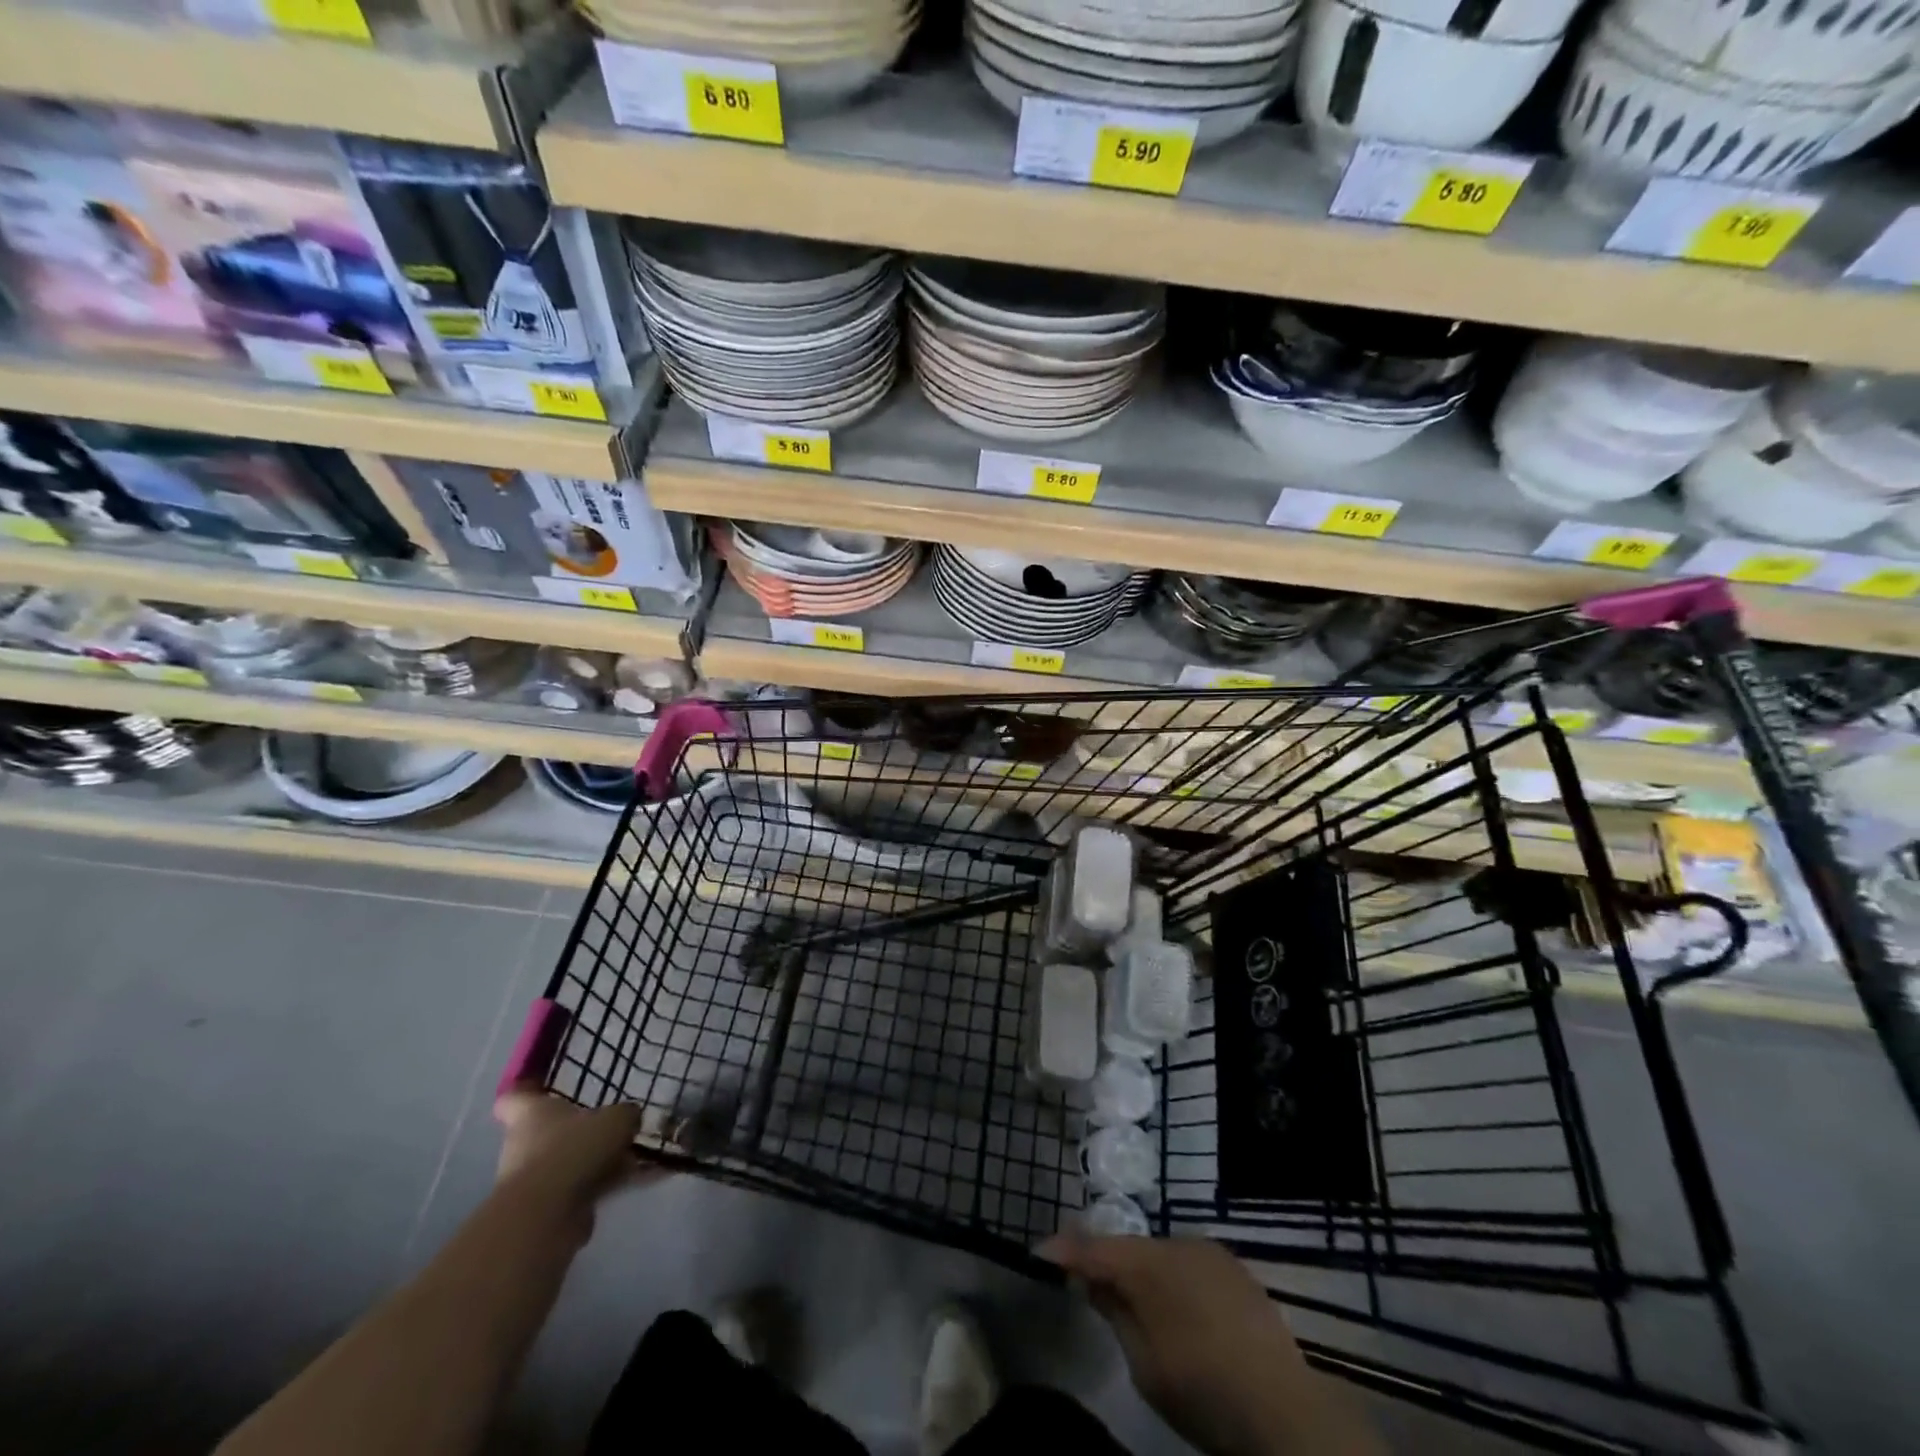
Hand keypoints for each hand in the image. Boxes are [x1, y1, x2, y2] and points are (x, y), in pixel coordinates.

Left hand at [492, 1090, 658, 1225]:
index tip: (546, 1087)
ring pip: (568, 1163)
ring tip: (634, 1157)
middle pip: (549, 1133)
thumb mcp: (616, 1119)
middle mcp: (523, 1145)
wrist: (547, 1216)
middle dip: (578, 1132)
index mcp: (531, 1114)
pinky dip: (606, 1186)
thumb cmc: (574, 1149)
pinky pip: (581, 1190)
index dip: (529, 1091)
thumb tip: (628, 1117)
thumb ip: (625, 1115)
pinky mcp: (545, 1210)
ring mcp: (532, 1181)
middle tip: (613, 1126)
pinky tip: (637, 1182)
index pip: (517, 1097)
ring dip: (595, 1162)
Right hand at [1042, 1234, 1380, 1455]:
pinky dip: (1172, 1278)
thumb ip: (1114, 1312)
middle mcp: (1176, 1243)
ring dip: (1141, 1270)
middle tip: (1084, 1280)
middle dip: (1106, 1261)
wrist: (1284, 1410)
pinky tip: (1175, 1306)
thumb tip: (1091, 1280)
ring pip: (1160, 1253)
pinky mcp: (1234, 1268)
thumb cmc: (1202, 1392)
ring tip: (1130, 1297)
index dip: (1064, 1249)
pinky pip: (1188, 1264)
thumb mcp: (1144, 1364)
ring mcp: (1209, 1252)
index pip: (1094, 1248)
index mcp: (1148, 1265)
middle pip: (1128, 1247)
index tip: (1039, 1252)